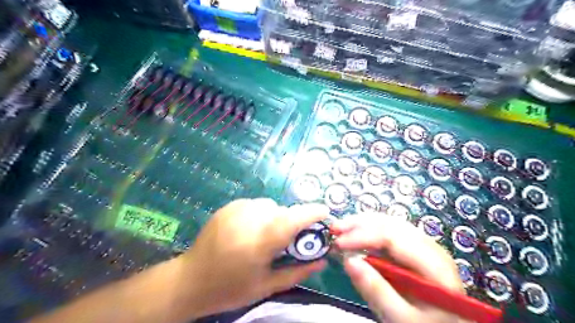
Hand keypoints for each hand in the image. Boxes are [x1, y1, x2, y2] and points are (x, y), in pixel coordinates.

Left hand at [184, 198, 327, 316]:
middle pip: (282, 211)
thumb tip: (321, 261)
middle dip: (291, 222)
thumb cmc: (230, 288)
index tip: (325, 213)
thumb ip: (297, 272)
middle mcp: (249, 220)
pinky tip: (250, 229)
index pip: (292, 220)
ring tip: (265, 235)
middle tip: (286, 240)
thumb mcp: (267, 286)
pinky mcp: (228, 206)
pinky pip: (255, 204)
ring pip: (270, 205)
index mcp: (259, 242)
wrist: (190, 280)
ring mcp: (236, 210)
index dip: (311, 213)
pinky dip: (260, 214)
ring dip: (275, 217)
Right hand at [333, 214, 461, 322]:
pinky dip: (369, 229)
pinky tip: (356, 233)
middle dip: (359, 224)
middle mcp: (431, 247)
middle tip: (334, 229)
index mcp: (434, 264)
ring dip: (362, 223)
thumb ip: (377, 291)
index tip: (337, 243)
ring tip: (340, 228)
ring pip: (390, 223)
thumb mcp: (402, 320)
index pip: (393, 238)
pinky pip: (390, 231)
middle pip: (391, 224)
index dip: (362, 235)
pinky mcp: (415, 248)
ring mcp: (424, 245)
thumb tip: (348, 260)